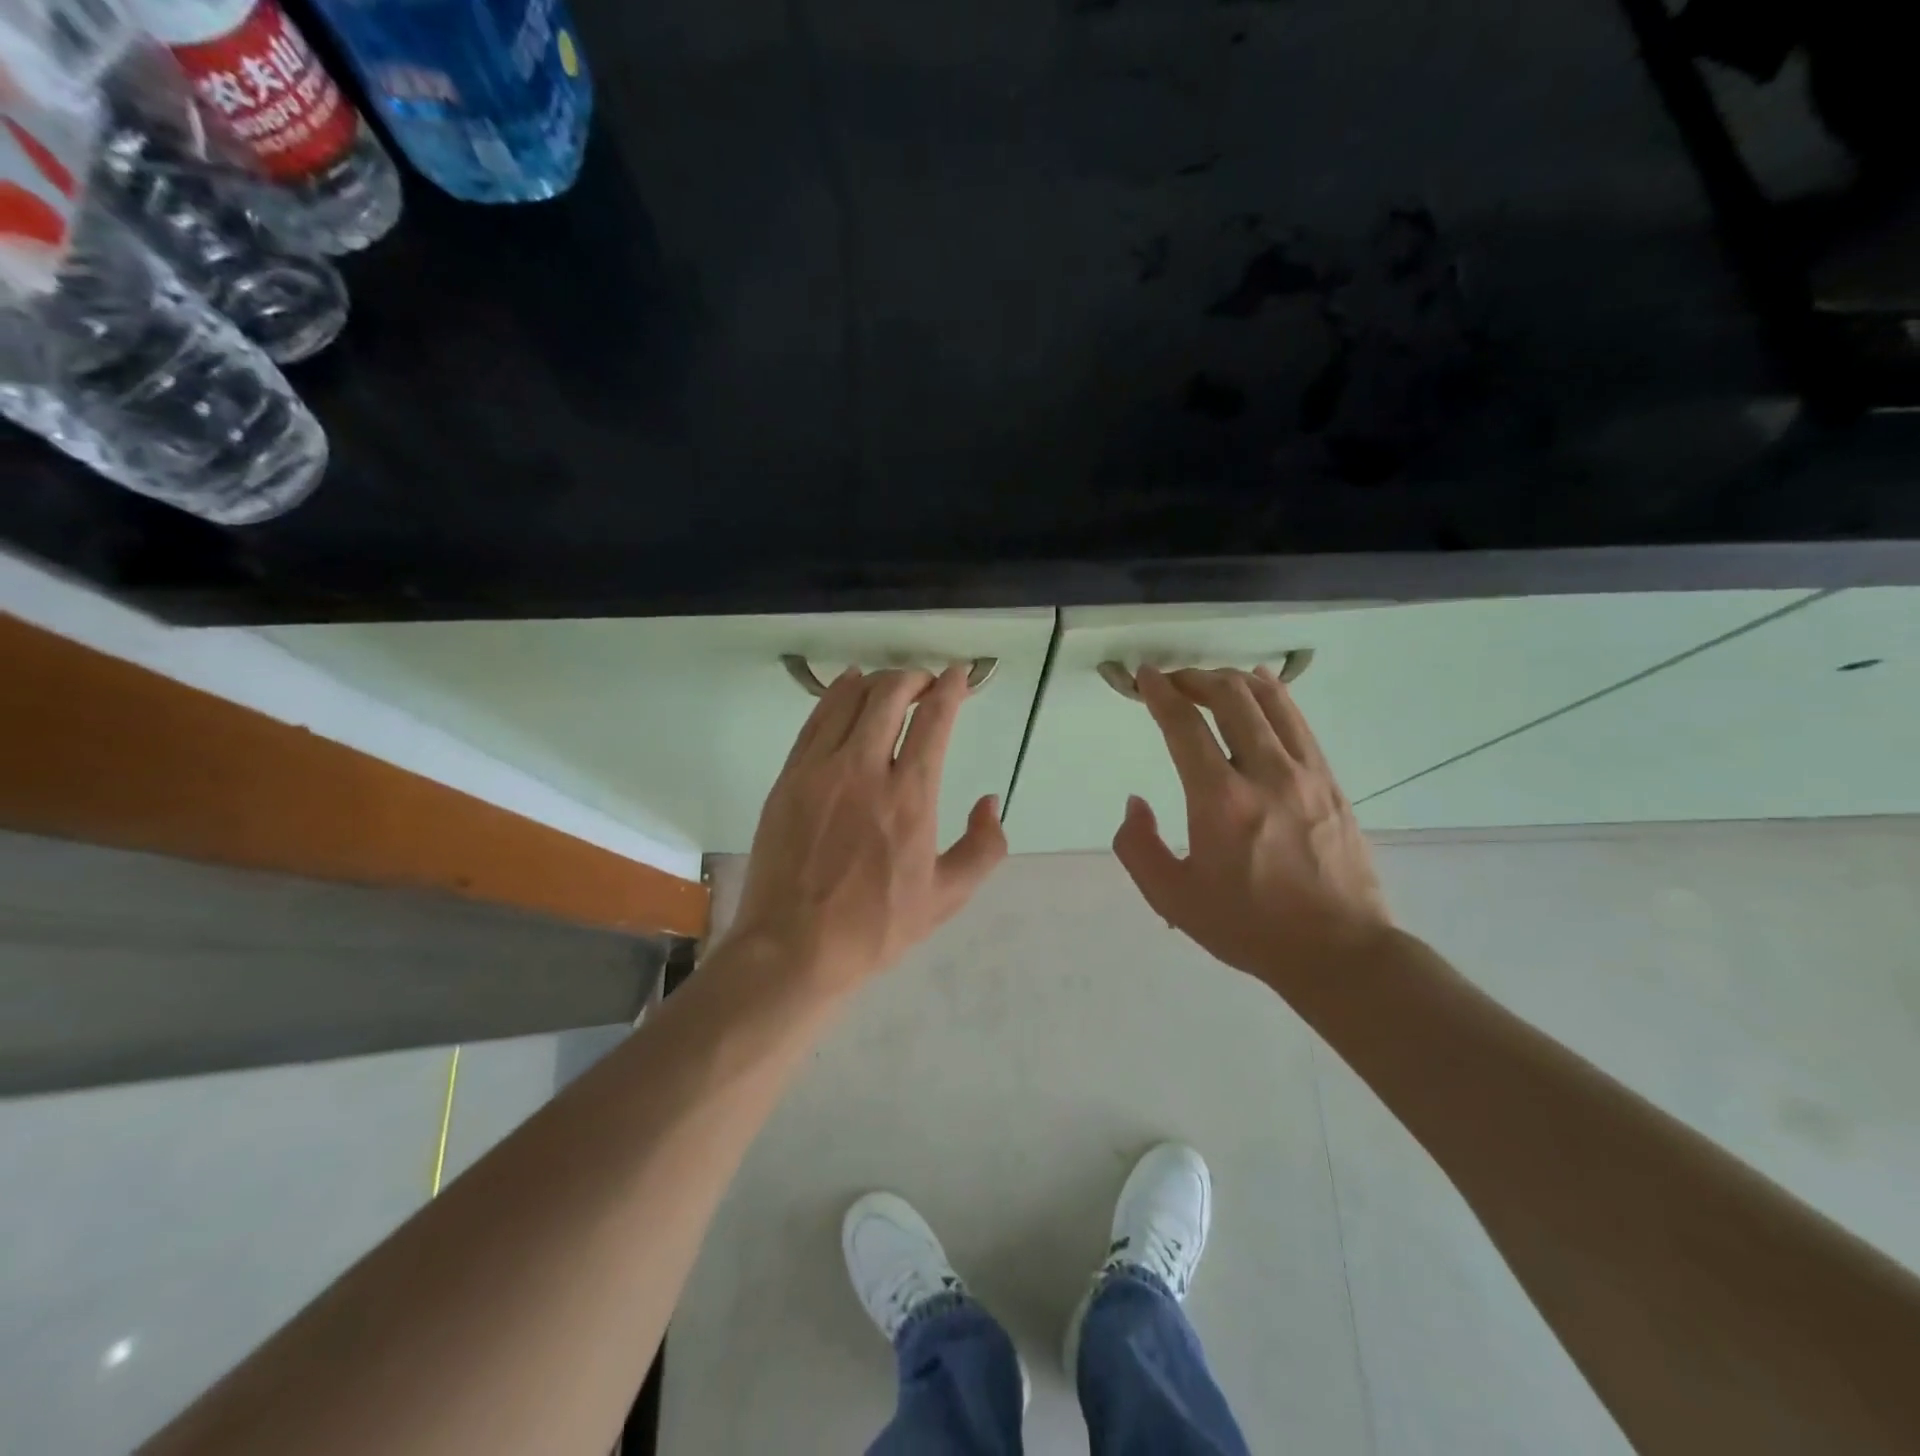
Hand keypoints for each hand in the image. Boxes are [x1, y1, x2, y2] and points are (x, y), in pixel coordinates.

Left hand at [722, 664, 1007, 998]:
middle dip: (914, 678)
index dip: (951, 688)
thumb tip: (989, 802)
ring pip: (850, 699)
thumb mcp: (946, 898)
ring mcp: (820, 770)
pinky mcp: (789, 777)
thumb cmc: (875, 927)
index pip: (934, 720)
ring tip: (891, 686)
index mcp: (909, 798)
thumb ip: (983, 847)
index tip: (959, 675)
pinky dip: (837, 694)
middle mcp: (864, 770)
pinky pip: (816, 719)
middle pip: (890, 695)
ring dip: (878, 682)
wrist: (793, 948)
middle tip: (926, 685)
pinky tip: (848, 688)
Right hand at [1113, 666, 1391, 994]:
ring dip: (1233, 680)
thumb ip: (1137, 847)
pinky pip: (1298, 721)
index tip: (1144, 676)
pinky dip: (1273, 695)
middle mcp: (1266, 773)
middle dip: (1195, 678)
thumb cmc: (1249, 927)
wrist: (1339, 951)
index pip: (1184, 726)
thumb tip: (1135, 803)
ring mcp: (1306, 773)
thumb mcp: (1173, 898)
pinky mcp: (1330, 781)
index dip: (1160, 693)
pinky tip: (1260, 689)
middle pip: (1231, 697)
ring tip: (1211, 681)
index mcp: (1221, 801)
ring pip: (1270, 700)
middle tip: (1173, 681)